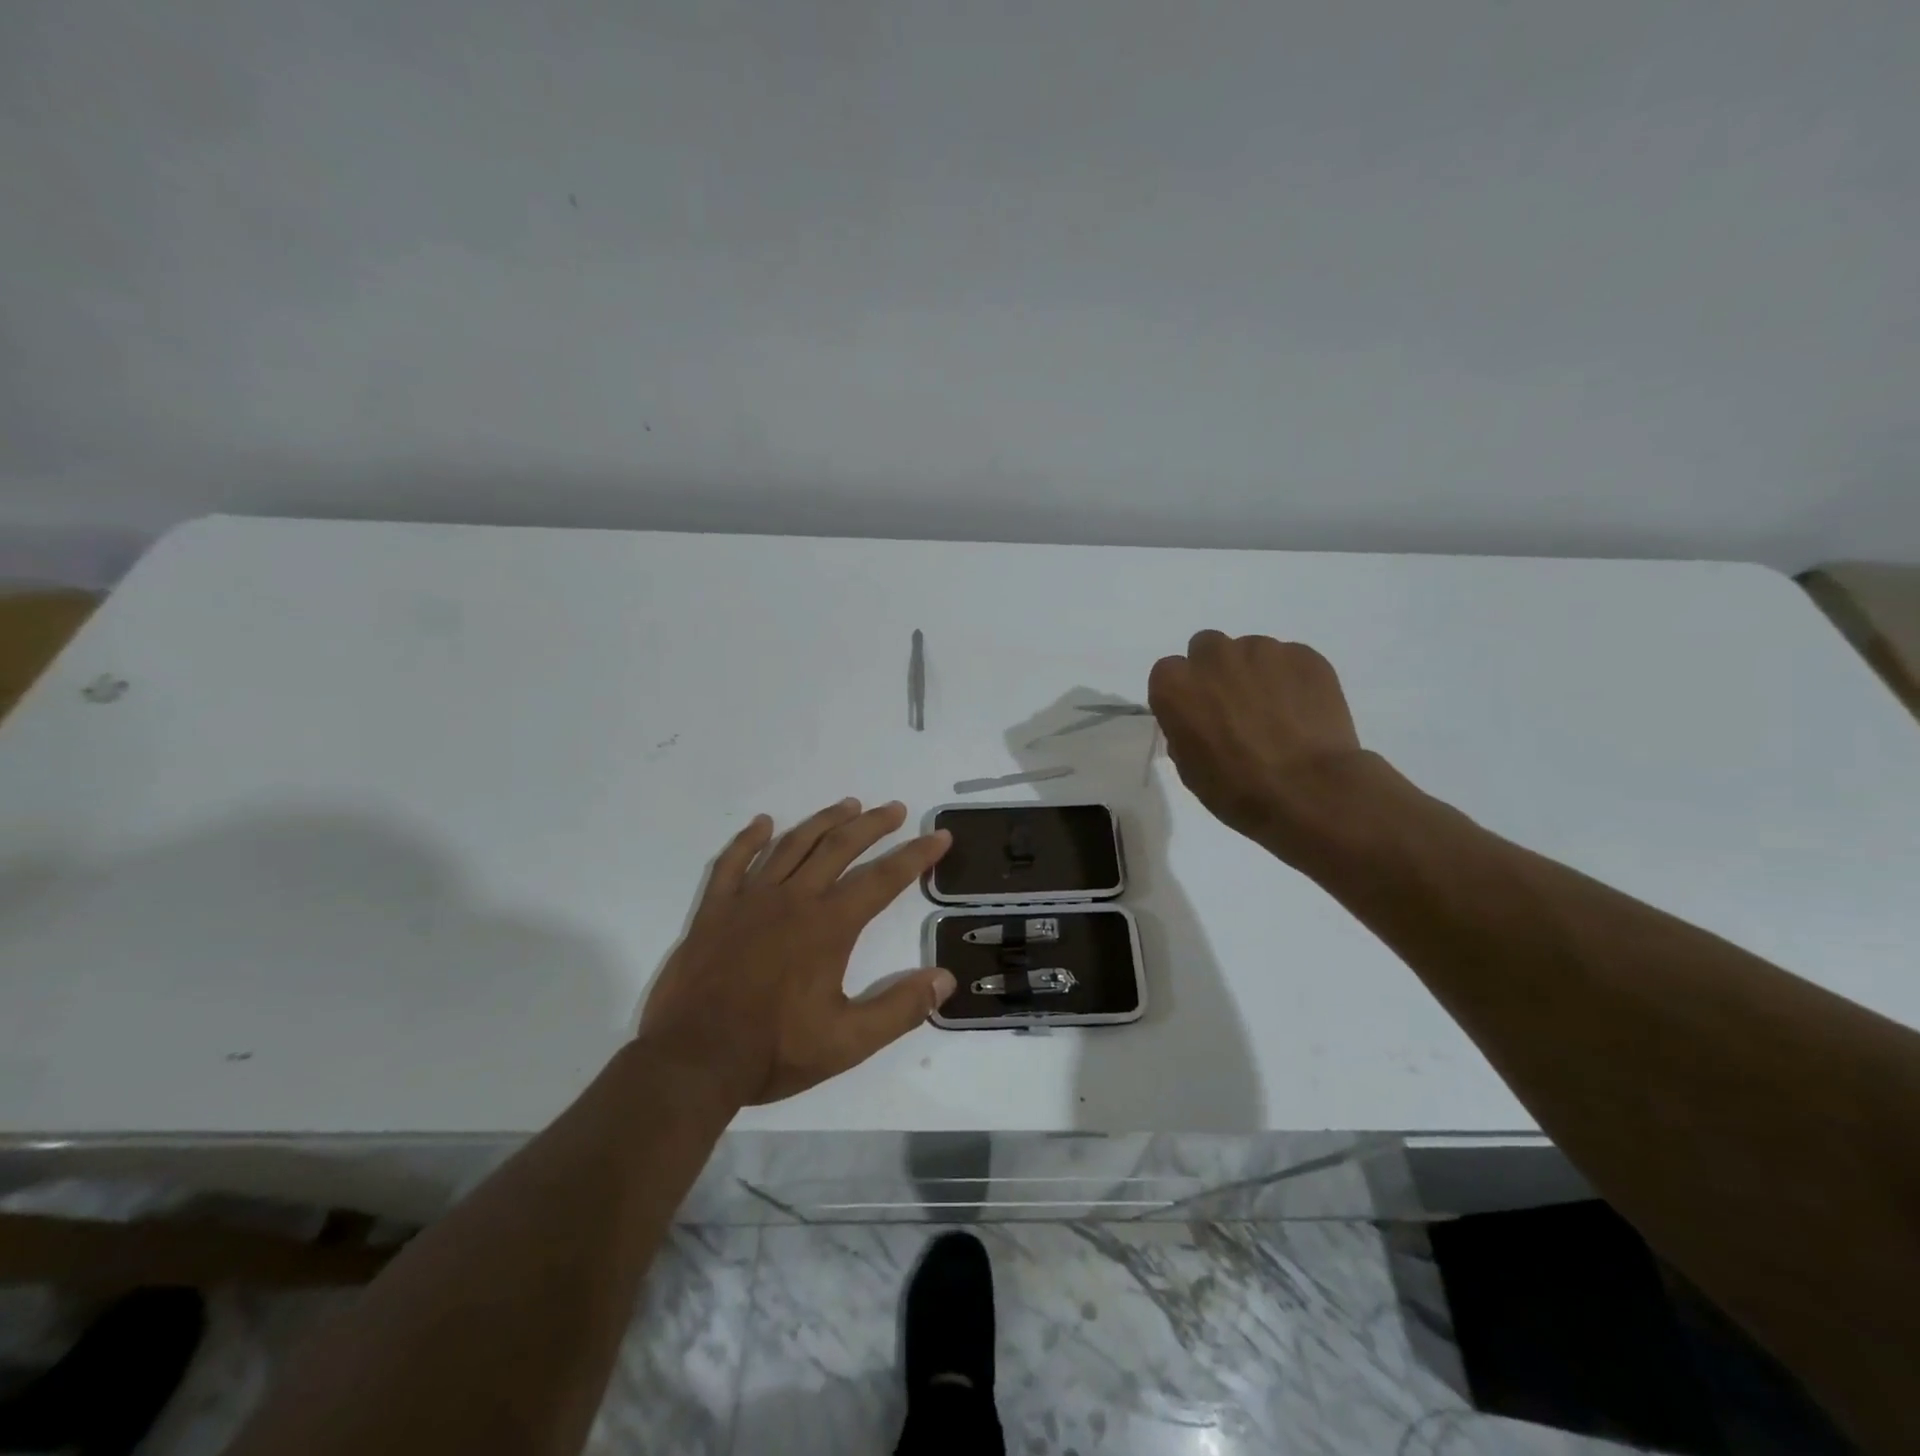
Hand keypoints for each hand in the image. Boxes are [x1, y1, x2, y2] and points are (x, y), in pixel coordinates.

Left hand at [638, 799, 956, 1105]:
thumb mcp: (848, 1042)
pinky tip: (763, 823)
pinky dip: (749, 839)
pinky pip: (732, 862)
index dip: (916, 855)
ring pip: (792, 845)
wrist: (693, 1060)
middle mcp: (793, 899)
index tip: (939, 836)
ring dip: (823, 821)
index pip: (883, 879)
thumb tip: (945, 979)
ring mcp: (749, 900)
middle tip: (894, 808)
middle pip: (839, 847)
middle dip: (872, 825)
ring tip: (847, 805)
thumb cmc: (774, 1051)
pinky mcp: (714, 910)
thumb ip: (899, 1009)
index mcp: (828, 926)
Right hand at [1148, 631, 1374, 855]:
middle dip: (1217, 672)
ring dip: (1256, 674)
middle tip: (1235, 707)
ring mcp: (1262, 650)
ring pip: (1251, 652)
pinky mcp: (1304, 655)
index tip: (1197, 715)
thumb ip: (1184, 729)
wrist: (1308, 791)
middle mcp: (1213, 657)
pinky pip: (1290, 660)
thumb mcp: (1188, 767)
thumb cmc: (1236, 789)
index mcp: (1175, 685)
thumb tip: (1200, 721)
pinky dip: (1292, 680)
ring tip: (1277, 713)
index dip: (1184, 694)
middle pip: (1207, 649)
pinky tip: (1303, 713)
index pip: (1168, 673)